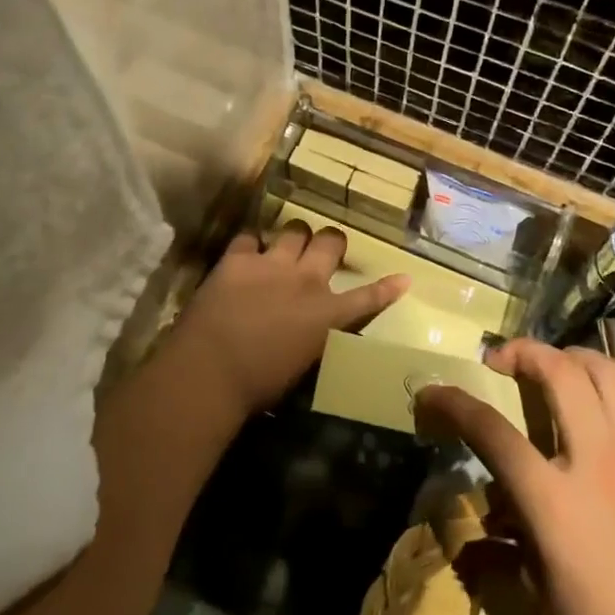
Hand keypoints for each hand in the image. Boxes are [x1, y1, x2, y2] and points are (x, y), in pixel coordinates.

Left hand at [164, 222, 407, 421]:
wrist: (211, 370)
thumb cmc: (259, 385)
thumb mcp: (303, 366)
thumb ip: (315, 340)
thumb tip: (315, 332)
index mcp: (326, 315)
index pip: (367, 298)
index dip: (388, 288)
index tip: (403, 277)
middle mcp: (305, 281)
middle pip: (330, 242)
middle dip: (331, 242)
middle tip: (324, 249)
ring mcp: (271, 264)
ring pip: (295, 229)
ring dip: (295, 237)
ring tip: (286, 245)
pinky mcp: (237, 259)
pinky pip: (248, 237)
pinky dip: (250, 245)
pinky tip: (246, 253)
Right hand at [415, 341, 614, 614]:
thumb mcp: (544, 590)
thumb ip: (518, 532)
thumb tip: (502, 503)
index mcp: (554, 501)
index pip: (492, 433)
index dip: (455, 404)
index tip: (434, 391)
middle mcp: (597, 460)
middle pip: (559, 373)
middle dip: (524, 352)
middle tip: (505, 360)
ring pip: (608, 371)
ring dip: (573, 356)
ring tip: (558, 366)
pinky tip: (612, 396)